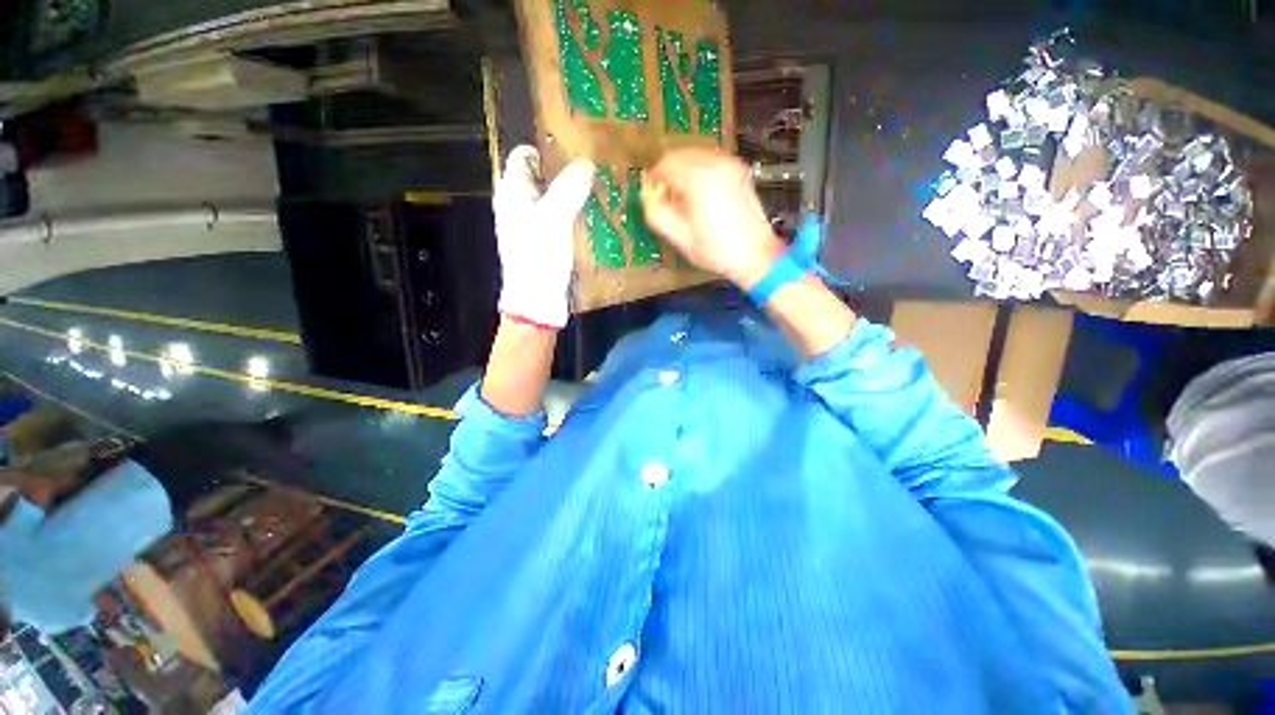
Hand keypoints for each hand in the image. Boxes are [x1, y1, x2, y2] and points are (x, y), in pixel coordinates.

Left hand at [493, 146, 594, 328]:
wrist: (537, 301)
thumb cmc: (539, 258)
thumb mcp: (554, 219)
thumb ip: (569, 188)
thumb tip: (587, 164)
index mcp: (512, 193)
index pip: (524, 156)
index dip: (547, 147)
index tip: (576, 146)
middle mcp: (519, 206)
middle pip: (541, 177)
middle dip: (565, 171)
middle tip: (595, 167)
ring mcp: (533, 226)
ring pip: (553, 200)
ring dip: (573, 194)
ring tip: (600, 189)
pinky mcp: (546, 243)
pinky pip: (561, 220)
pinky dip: (575, 215)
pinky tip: (594, 216)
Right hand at [643, 148, 783, 288]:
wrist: (755, 254)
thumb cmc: (716, 250)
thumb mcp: (680, 237)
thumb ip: (657, 214)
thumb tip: (648, 196)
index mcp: (698, 179)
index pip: (666, 164)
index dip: (654, 178)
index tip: (652, 194)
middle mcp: (715, 163)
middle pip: (681, 154)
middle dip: (669, 172)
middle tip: (665, 196)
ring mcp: (730, 164)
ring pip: (696, 155)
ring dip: (684, 170)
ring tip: (683, 197)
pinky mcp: (739, 170)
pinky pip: (711, 160)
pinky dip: (700, 170)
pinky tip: (700, 193)